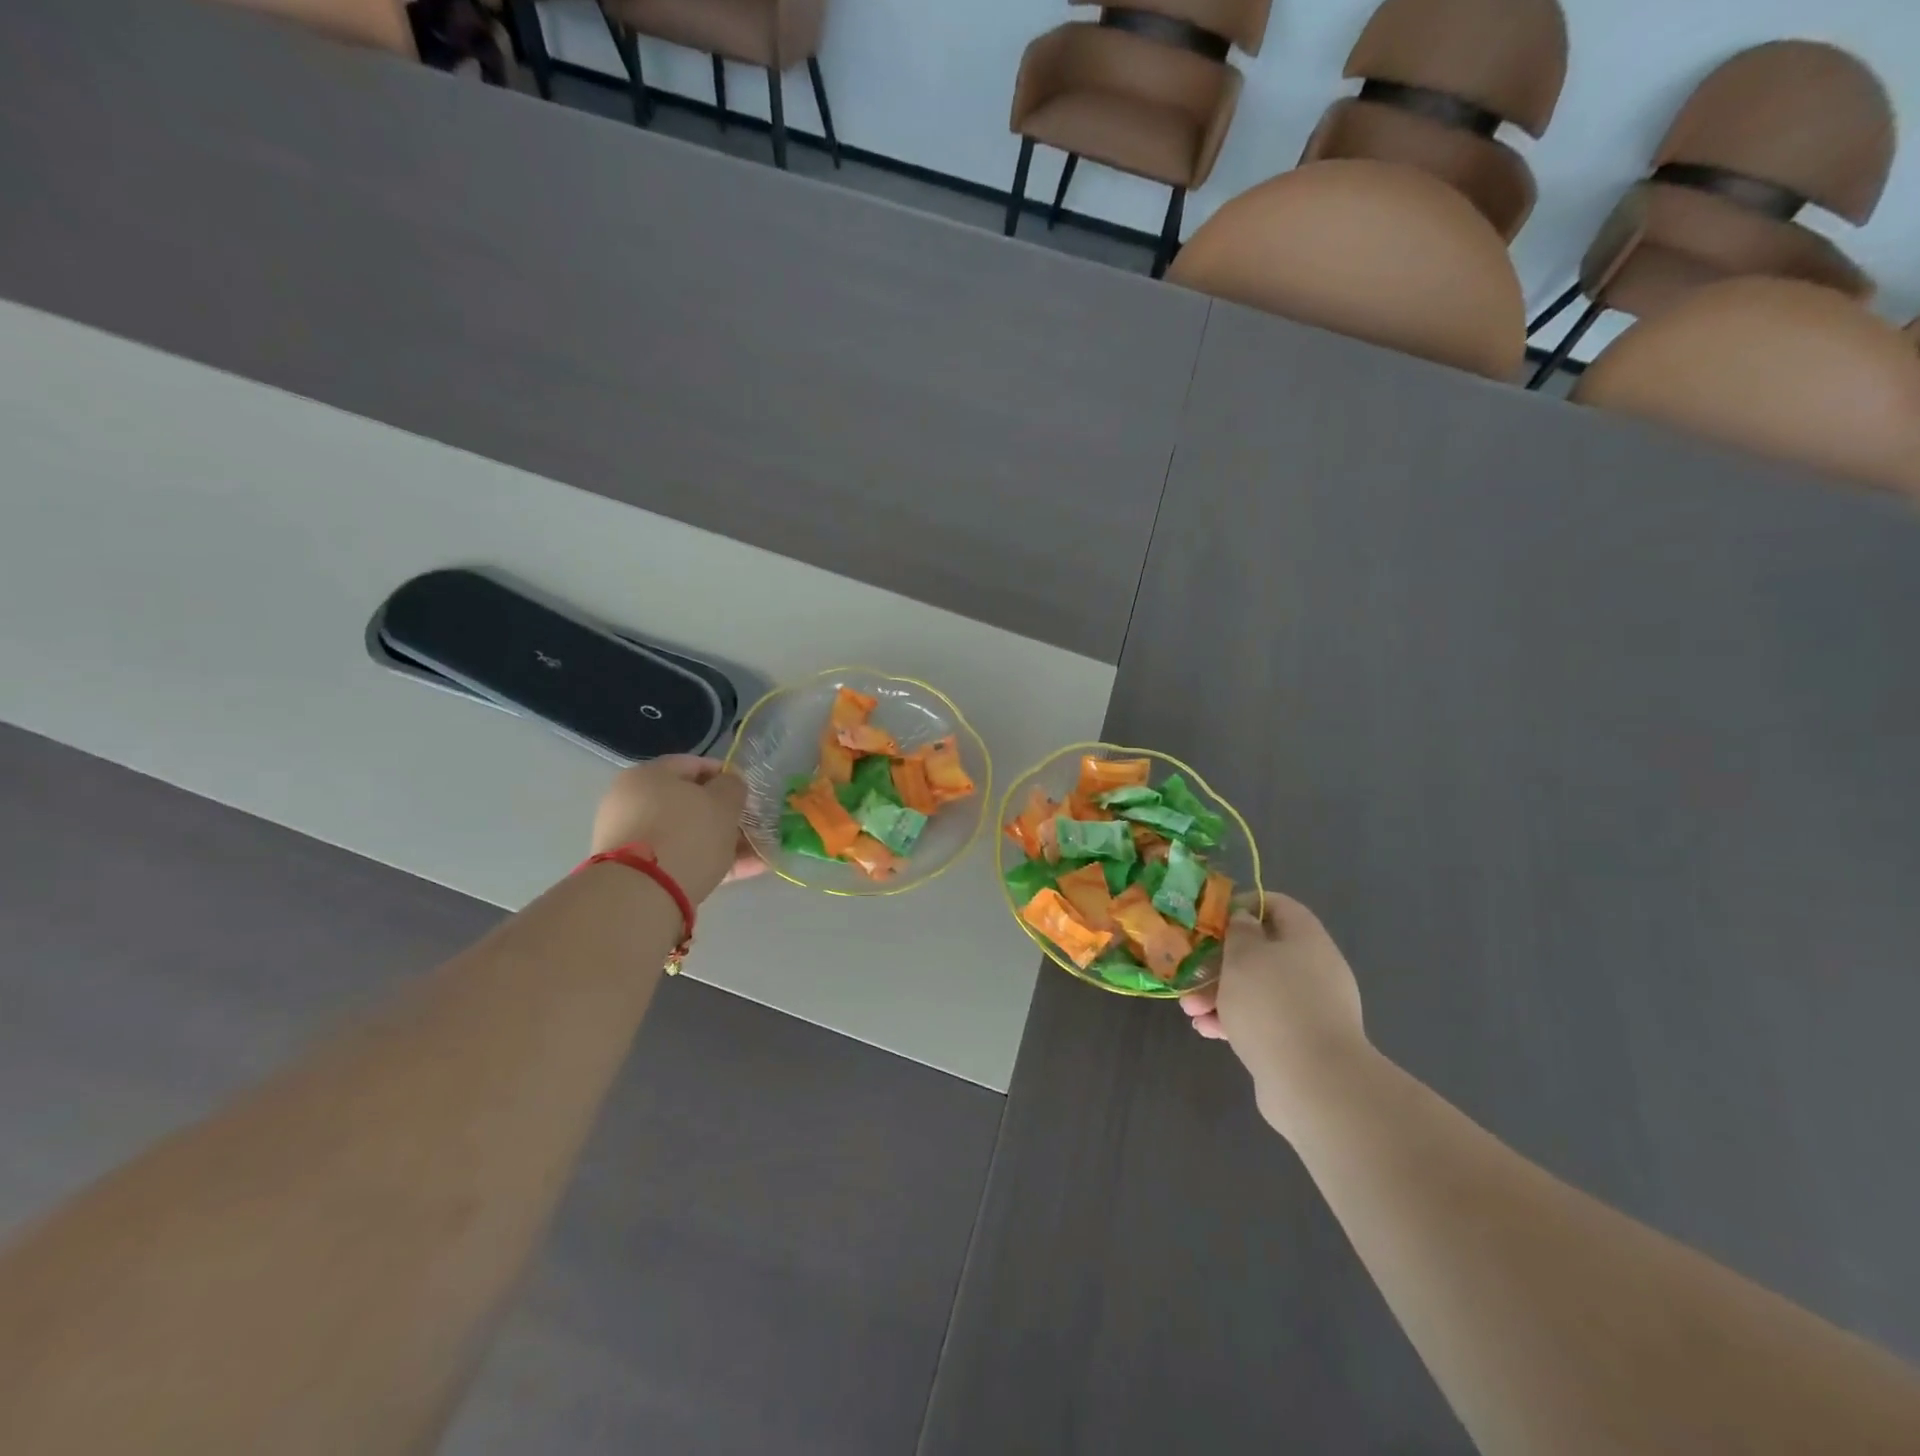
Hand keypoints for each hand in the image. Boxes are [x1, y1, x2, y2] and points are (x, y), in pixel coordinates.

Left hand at [590, 756, 766, 903]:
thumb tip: (730, 783)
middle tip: (752, 825)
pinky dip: (710, 862)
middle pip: (690, 803)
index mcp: (648, 775)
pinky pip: (681, 859)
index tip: (748, 793)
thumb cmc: (687, 833)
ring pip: (688, 834)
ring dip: (723, 841)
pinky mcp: (638, 871)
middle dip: (725, 815)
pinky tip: (745, 871)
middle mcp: (633, 802)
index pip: (693, 765)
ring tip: (757, 854)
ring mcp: (633, 839)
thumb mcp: (723, 802)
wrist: (642, 894)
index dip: (726, 775)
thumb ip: (733, 787)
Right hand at [1180, 892, 1368, 1134]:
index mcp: (1306, 938)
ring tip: (1191, 1011)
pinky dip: (1235, 1021)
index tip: (1211, 920)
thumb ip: (1239, 931)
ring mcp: (1310, 1008)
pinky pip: (1263, 1021)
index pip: (1277, 905)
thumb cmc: (1272, 1004)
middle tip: (1190, 973)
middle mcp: (1313, 968)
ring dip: (1220, 995)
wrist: (1314, 1084)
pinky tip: (1208, 1031)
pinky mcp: (1301, 1042)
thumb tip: (1245, 921)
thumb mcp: (1243, 955)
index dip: (1243, 905)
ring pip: (1257, 989)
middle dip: (1220, 962)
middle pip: (1262, 952)